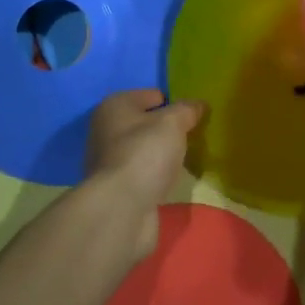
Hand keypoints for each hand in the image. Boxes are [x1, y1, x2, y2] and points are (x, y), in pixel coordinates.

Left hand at [83, 90, 205, 260]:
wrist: (121, 209)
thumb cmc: (145, 154)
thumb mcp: (173, 123)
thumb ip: (187, 110)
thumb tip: (198, 105)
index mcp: (115, 106)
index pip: (152, 95)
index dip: (174, 103)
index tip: (195, 116)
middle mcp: (106, 129)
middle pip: (146, 123)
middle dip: (169, 129)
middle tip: (195, 136)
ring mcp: (109, 161)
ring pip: (145, 149)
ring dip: (163, 154)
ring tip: (188, 158)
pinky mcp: (117, 187)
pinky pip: (144, 172)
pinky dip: (157, 175)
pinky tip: (173, 180)